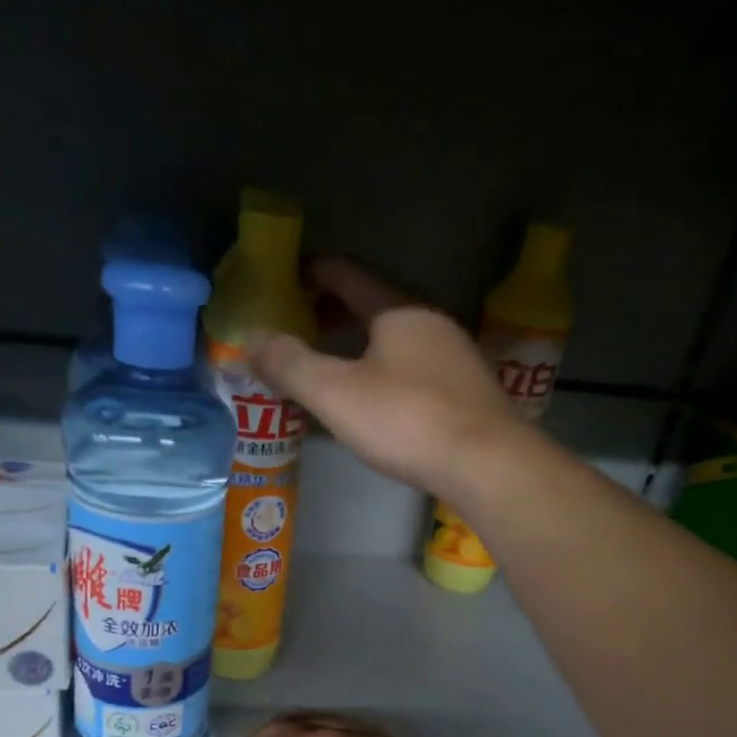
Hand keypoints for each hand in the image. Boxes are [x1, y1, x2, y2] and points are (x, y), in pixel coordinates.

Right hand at [249, 257, 527, 499]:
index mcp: (399, 310)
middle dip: (334, 312)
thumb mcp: (336, 393)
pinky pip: (413, 366)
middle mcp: (431, 323)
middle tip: (301, 326)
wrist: (486, 463)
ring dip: (360, 344)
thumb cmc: (406, 419)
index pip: (349, 275)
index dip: (315, 273)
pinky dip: (383, 369)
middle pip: (375, 305)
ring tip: (331, 364)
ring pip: (396, 339)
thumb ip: (290, 364)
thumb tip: (250, 337)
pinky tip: (374, 398)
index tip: (288, 277)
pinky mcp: (466, 391)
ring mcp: (454, 357)